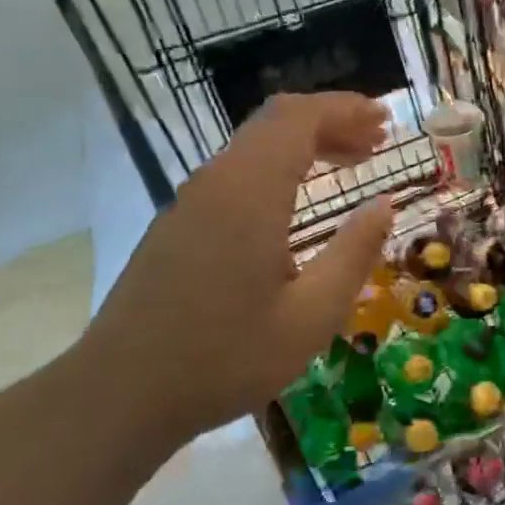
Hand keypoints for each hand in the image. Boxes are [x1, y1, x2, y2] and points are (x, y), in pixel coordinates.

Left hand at [76, 93, 393, 445]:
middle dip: (331, 120)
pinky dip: (279, 166)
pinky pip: (237, 171)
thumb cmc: (225, 357)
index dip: (345, 108)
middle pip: (276, 121)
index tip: (385, 120)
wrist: (119, 396)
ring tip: (350, 162)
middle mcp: (218, 182)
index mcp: (251, 193)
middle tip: (376, 141)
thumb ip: (354, 252)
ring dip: (305, 143)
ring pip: (255, 144)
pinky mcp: (179, 223)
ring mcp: (192, 201)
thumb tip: (384, 204)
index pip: (299, 118)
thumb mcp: (311, 315)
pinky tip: (298, 200)